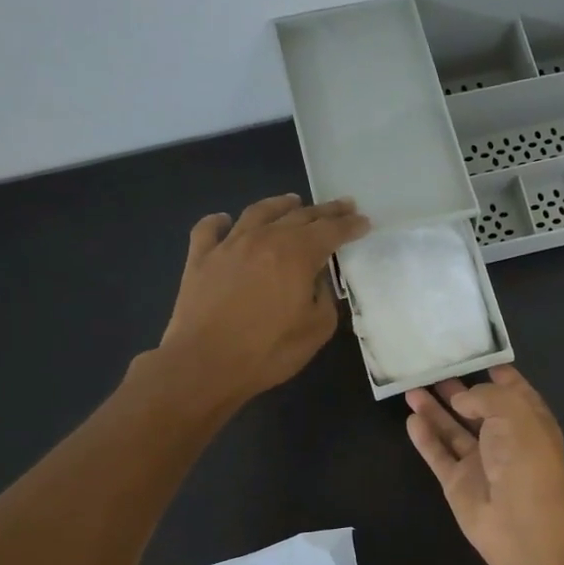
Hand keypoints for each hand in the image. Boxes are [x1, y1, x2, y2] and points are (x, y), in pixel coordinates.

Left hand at [157, 194, 369, 406]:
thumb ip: (324, 298)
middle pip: (300, 216)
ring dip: (280, 205)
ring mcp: (228, 246)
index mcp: (297, 254)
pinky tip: (224, 220)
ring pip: (258, 213)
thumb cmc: (269, 351)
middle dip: (325, 211)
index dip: (350, 226)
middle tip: (342, 206)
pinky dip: (218, 221)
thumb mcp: (316, 329)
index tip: (363, 221)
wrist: (205, 363)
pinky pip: (209, 229)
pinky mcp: (200, 259)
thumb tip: (316, 280)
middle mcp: (264, 239)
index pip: (330, 231)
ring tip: (293, 201)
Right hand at [404, 367, 563, 564]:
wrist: (522, 523)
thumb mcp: (512, 411)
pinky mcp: (458, 483)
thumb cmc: (525, 458)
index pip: (512, 389)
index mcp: (529, 419)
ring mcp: (480, 462)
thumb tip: (460, 399)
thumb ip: (483, 397)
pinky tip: (412, 419)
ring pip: (453, 430)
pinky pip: (439, 454)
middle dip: (458, 389)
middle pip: (478, 409)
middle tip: (431, 369)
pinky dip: (425, 438)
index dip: (495, 372)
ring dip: (434, 410)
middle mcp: (505, 438)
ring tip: (412, 388)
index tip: (472, 352)